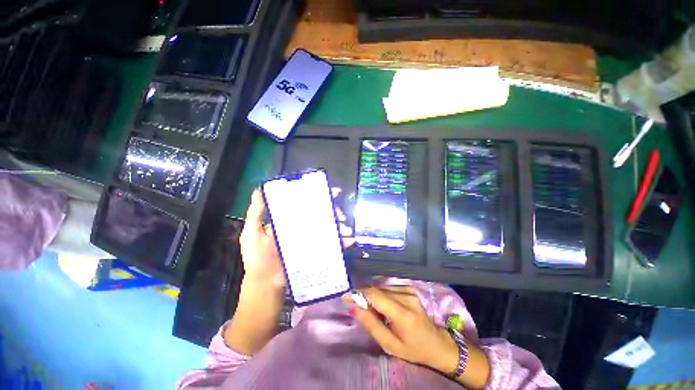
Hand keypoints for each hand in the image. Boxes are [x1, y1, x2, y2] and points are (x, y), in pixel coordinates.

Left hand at [239, 188, 355, 289]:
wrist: (266, 284)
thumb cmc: (258, 258)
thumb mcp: (252, 233)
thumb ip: (256, 213)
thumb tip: (258, 189)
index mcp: (290, 220)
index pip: (306, 204)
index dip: (318, 196)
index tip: (331, 192)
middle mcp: (303, 227)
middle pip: (321, 215)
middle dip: (334, 212)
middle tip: (340, 215)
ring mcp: (311, 240)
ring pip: (329, 228)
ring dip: (340, 227)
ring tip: (346, 230)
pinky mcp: (316, 252)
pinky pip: (331, 244)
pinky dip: (342, 242)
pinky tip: (349, 241)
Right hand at [343, 286, 458, 374]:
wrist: (437, 343)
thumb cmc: (413, 349)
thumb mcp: (390, 345)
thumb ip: (371, 325)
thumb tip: (353, 308)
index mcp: (403, 314)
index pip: (376, 296)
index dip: (359, 294)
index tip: (346, 297)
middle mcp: (406, 297)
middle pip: (377, 290)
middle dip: (363, 296)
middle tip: (355, 306)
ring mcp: (409, 290)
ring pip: (381, 288)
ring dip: (372, 296)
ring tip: (371, 309)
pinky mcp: (409, 288)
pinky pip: (388, 287)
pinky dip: (380, 294)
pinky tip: (382, 305)